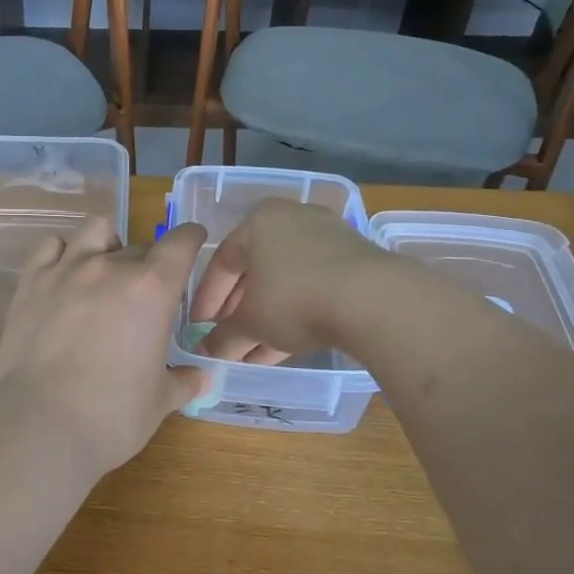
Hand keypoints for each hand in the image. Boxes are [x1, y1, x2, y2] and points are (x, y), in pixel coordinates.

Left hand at [0, 217, 210, 476]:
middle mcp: (110, 267)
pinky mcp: (30, 282)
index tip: (193, 240)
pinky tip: (63, 274)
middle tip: (143, 294)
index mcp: (151, 290)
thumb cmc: (113, 415)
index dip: (190, 238)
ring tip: (103, 269)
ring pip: (94, 229)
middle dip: (147, 263)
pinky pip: (49, 246)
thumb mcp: (160, 401)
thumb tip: (200, 378)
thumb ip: (183, 381)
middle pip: (138, 246)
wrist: (41, 423)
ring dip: (106, 243)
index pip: (180, 244)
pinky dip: (61, 252)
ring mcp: (66, 270)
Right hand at [188, 199, 386, 363]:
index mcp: (258, 221)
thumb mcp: (251, 322)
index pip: (221, 262)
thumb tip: (206, 352)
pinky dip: (295, 314)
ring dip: (266, 318)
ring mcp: (328, 239)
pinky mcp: (355, 262)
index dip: (206, 300)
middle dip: (238, 311)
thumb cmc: (295, 299)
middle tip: (226, 340)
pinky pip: (312, 287)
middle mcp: (292, 220)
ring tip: (251, 353)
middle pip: (254, 271)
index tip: (199, 328)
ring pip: (284, 282)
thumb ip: (224, 337)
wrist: (375, 300)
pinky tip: (283, 348)